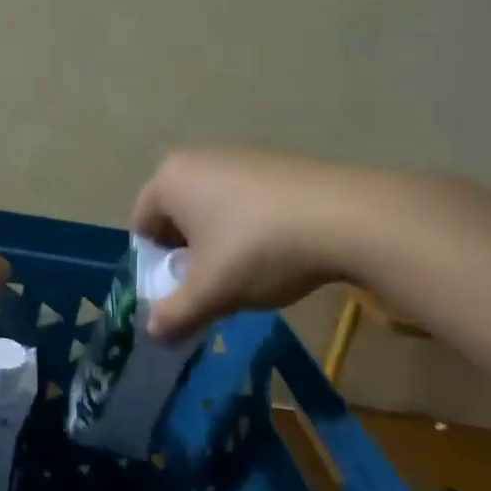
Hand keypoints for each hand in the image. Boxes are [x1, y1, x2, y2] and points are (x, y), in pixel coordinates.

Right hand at [130, 149, 380, 339]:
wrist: (348, 218)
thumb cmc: (259, 249)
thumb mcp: (211, 293)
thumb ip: (175, 315)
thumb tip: (154, 333)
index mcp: (169, 179)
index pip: (141, 228)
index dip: (155, 267)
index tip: (181, 292)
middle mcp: (197, 159)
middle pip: (175, 217)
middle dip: (187, 255)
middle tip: (211, 286)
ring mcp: (239, 156)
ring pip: (211, 210)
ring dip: (217, 244)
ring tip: (246, 273)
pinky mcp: (275, 164)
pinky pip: (243, 201)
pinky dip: (248, 228)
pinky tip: (277, 252)